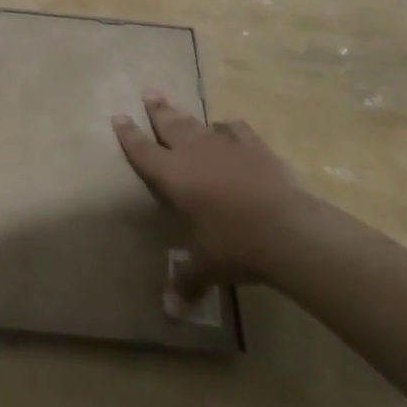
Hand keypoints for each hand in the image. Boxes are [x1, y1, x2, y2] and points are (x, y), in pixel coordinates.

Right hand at [112, 91, 314, 297]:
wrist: (288, 229)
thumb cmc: (236, 246)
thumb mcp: (207, 266)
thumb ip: (186, 280)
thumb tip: (170, 312)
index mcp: (173, 176)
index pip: (143, 151)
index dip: (129, 135)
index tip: (118, 117)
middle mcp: (193, 153)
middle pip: (169, 125)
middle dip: (157, 111)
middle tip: (149, 93)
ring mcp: (225, 146)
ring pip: (198, 124)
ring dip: (185, 116)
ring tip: (177, 107)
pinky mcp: (255, 147)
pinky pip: (235, 130)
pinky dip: (228, 129)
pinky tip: (227, 129)